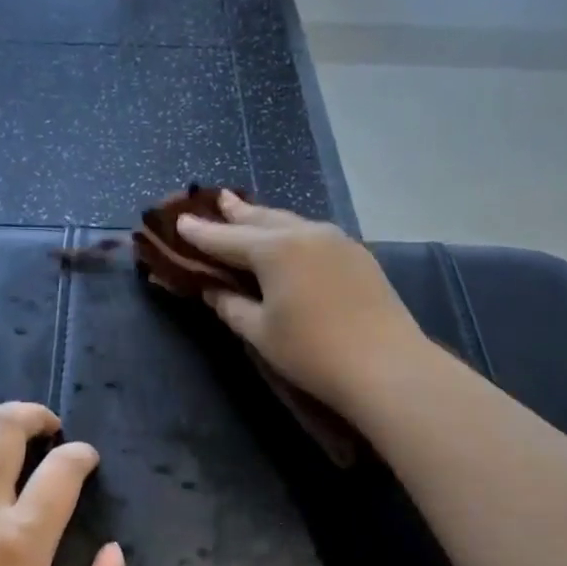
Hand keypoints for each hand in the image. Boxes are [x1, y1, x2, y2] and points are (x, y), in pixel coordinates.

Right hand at [177, 191, 428, 415]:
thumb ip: (231, 306)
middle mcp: (305, 233)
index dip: (201, 233)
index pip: (227, 238)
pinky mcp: (358, 255)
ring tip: (249, 213)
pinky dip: (292, 233)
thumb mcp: (260, 332)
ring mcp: (337, 240)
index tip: (180, 221)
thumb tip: (213, 290)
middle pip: (262, 219)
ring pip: (291, 223)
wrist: (385, 365)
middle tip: (218, 200)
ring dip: (266, 219)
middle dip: (237, 212)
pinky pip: (314, 235)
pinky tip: (290, 240)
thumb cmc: (311, 351)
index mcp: (274, 249)